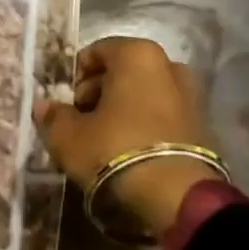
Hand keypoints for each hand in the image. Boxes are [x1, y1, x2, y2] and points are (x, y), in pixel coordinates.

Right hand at [34, 37, 221, 237]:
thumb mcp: (68, 135)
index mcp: (137, 55)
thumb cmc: (114, 150)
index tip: (62, 101)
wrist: (175, 197)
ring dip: (121, 111)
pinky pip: (161, 116)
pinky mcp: (203, 126)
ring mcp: (191, 96)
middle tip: (79, 121)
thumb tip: (45, 107)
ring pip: (143, 95)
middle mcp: (169, 66)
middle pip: (122, 73)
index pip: (95, 52)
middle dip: (98, 93)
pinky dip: (143, 126)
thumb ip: (53, 116)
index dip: (74, 76)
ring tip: (101, 140)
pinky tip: (126, 152)